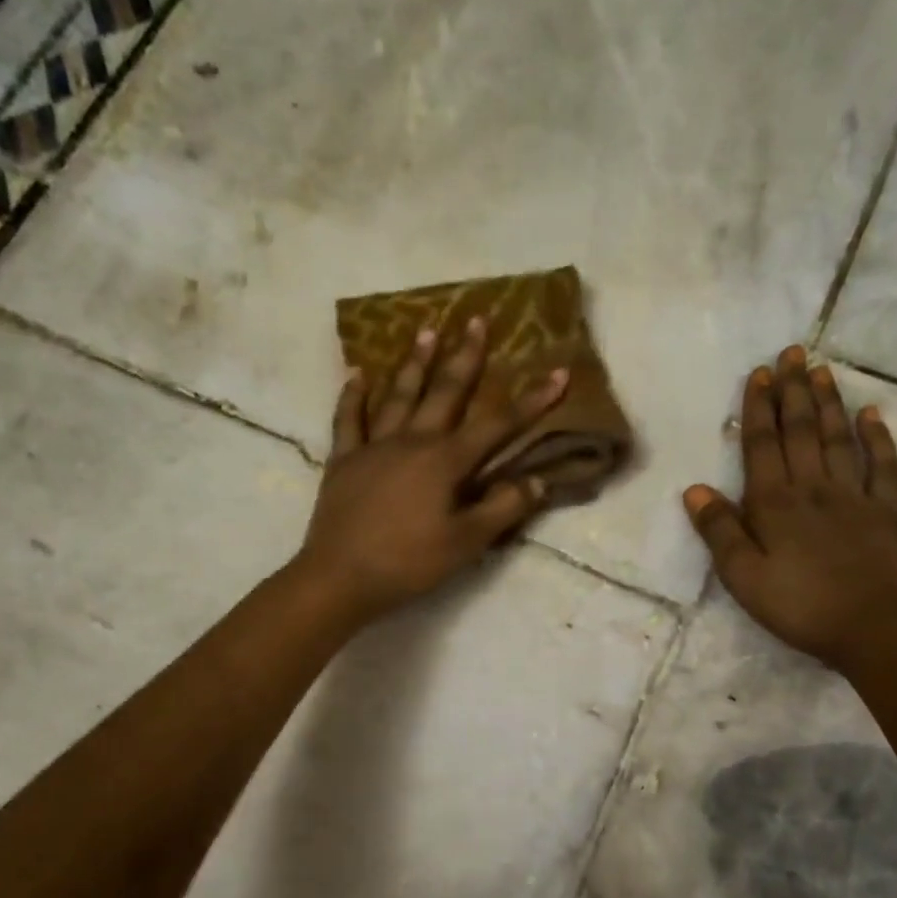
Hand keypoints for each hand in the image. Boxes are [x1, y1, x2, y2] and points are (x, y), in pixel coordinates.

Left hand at [296, 318, 567, 624]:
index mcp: (445, 461)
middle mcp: (412, 441)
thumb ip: (503, 508)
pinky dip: (353, 396)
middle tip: (476, 319)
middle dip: (465, 356)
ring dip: (415, 362)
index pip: (498, 425)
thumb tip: (539, 481)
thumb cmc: (409, 563)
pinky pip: (348, 420)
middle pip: (445, 392)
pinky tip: (357, 374)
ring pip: (398, 395)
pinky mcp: (344, 460)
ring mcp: (374, 447)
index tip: (557, 372)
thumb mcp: (466, 542)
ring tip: (426, 329)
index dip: (531, 400)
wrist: (339, 578)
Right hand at [683, 345, 896, 673]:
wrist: (872, 629)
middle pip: (800, 430)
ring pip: (837, 439)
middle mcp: (813, 488)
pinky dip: (878, 438)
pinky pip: (882, 467)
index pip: (763, 444)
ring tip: (821, 369)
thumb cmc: (798, 605)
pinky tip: (872, 414)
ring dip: (828, 402)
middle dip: (793, 390)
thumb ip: (719, 530)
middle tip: (792, 352)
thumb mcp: (743, 576)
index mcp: (774, 503)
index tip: (760, 373)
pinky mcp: (885, 512)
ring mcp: (853, 496)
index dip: (759, 408)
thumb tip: (694, 489)